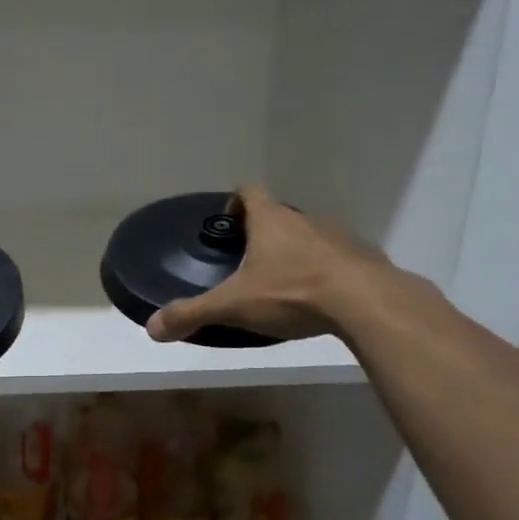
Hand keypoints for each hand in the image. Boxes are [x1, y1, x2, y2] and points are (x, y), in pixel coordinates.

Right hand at [147, 185, 390, 344]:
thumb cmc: (292, 293)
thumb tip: (151, 328)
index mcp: (271, 221)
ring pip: (310, 237)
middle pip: (280, 216)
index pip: (249, 191)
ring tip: (285, 285)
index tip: (228, 225)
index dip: (235, 202)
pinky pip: (339, 259)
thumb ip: (192, 313)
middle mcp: (305, 220)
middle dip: (264, 234)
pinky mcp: (364, 259)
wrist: (367, 303)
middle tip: (250, 264)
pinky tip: (322, 300)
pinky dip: (326, 272)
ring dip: (296, 253)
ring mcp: (339, 237)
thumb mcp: (234, 305)